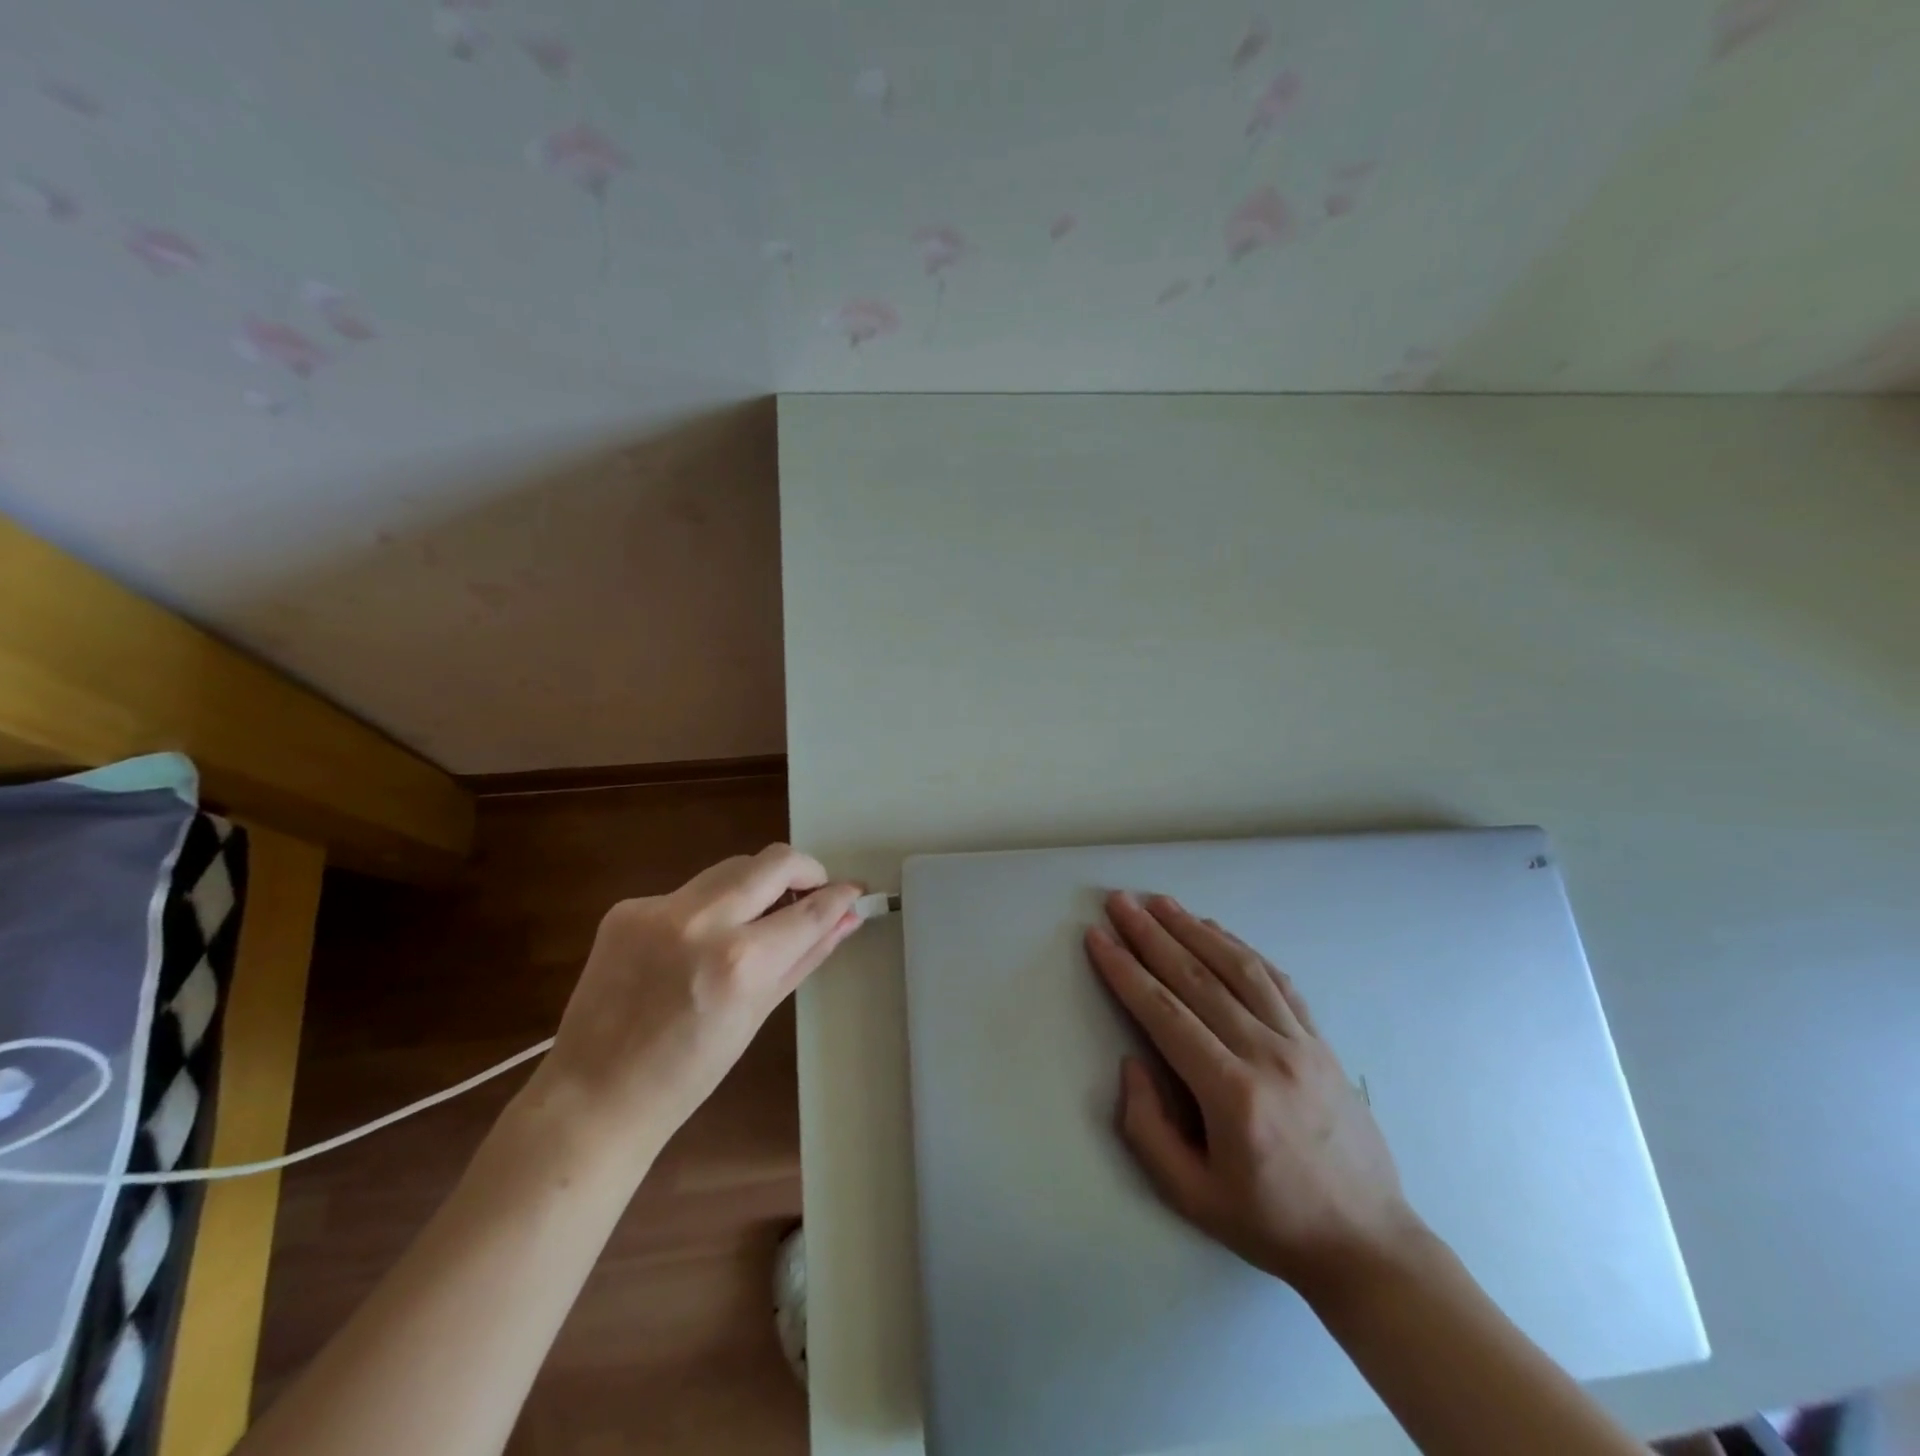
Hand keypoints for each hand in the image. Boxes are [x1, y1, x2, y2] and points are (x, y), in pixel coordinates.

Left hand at [538, 845, 861, 1147]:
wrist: (594, 1096)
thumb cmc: (689, 1073)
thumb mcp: (758, 1013)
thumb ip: (806, 955)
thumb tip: (848, 918)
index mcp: (741, 961)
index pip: (810, 909)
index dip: (840, 895)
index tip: (854, 890)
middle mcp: (702, 922)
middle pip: (774, 860)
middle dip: (805, 870)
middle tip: (811, 892)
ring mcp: (659, 909)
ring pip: (731, 869)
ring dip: (756, 885)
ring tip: (755, 920)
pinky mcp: (626, 907)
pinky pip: (688, 891)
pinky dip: (707, 908)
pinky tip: (695, 944)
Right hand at [1085, 892, 1424, 1305]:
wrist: (1368, 1244)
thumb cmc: (1270, 1222)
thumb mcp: (1191, 1196)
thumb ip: (1147, 1128)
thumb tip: (1132, 1063)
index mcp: (1232, 1094)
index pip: (1165, 1013)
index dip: (1126, 971)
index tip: (1098, 937)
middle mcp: (1268, 1055)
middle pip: (1198, 978)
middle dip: (1152, 935)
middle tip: (1120, 902)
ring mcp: (1301, 1043)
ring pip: (1239, 968)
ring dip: (1194, 929)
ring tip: (1160, 902)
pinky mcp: (1321, 1042)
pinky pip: (1277, 982)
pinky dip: (1241, 949)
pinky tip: (1216, 931)